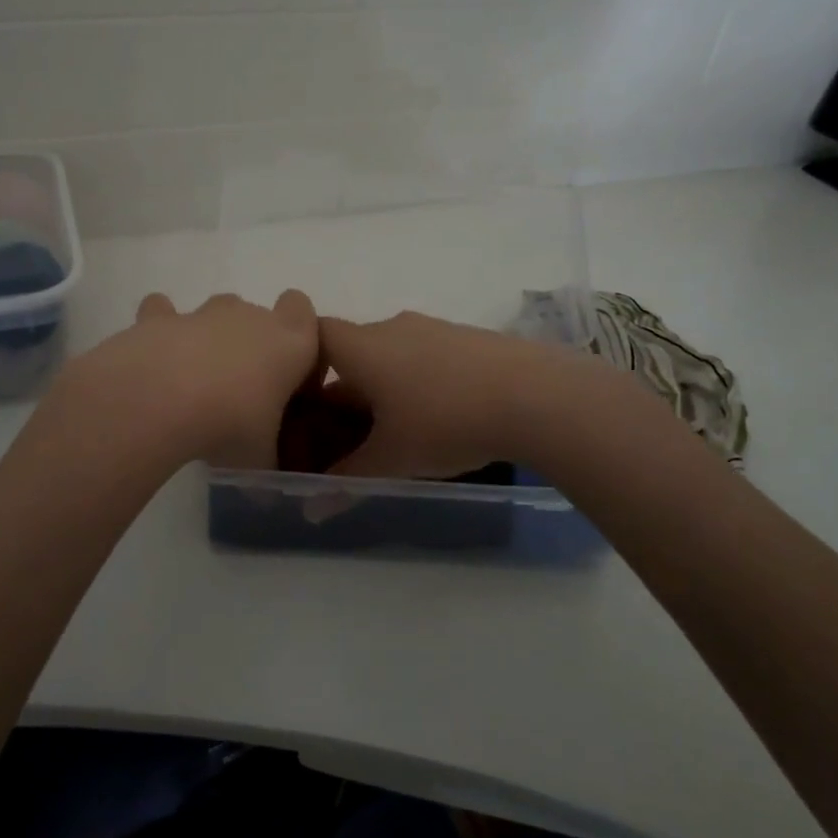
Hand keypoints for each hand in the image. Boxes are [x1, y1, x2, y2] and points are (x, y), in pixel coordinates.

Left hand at [55, 290, 319, 468]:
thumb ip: (266, 462)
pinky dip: (160, 329)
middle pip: (258, 316)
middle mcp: (249, 317)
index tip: (287, 373)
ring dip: (209, 338)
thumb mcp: (260, 459)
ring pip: (215, 311)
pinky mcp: (157, 317)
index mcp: (289, 343)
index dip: (296, 336)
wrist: (161, 401)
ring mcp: (202, 314)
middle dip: (250, 345)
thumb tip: (265, 493)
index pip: (303, 312)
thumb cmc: (230, 426)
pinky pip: (162, 312)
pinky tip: (153, 358)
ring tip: (195, 381)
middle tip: (238, 392)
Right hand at [318, 311, 578, 478]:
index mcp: (362, 347)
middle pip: (352, 351)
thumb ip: (345, 481)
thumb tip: (310, 509)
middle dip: (345, 391)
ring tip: (399, 431)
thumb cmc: (445, 422)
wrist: (535, 396)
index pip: (314, 335)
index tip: (306, 403)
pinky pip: (426, 355)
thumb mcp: (390, 460)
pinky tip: (442, 416)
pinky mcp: (467, 338)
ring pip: (391, 354)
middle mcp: (392, 327)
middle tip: (349, 435)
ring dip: (385, 387)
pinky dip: (420, 381)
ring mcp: (433, 328)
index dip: (302, 365)